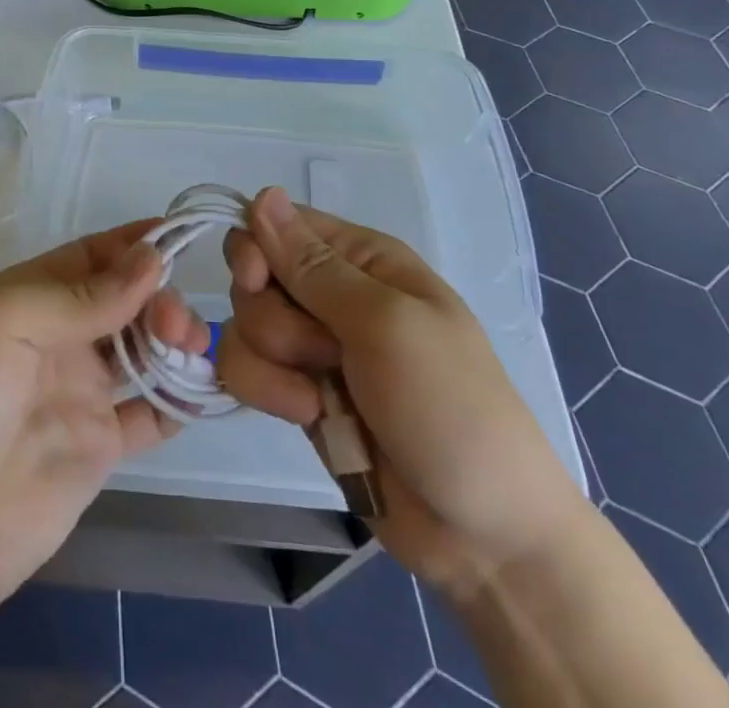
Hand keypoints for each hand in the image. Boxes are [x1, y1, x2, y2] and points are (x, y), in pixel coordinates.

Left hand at [0, 221, 203, 618]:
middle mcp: (60, 336)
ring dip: (174, 338)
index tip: (183, 236)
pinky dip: (180, 398)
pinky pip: (152, 413)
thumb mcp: (2, 325)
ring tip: (191, 349)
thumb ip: (79, 295)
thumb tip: (152, 259)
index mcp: (32, 297)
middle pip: (126, 299)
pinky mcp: (100, 446)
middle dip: (158, 296)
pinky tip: (202, 389)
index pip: (94, 255)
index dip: (135, 243)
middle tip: (176, 322)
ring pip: (143, 348)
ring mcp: (81, 391)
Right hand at [213, 187, 588, 595]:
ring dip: (272, 364)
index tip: (257, 282)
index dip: (255, 248)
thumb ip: (314, 266)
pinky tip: (307, 416)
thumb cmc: (449, 408)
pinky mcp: (297, 391)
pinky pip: (247, 370)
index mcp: (362, 259)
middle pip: (253, 277)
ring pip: (245, 325)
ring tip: (319, 398)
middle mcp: (331, 293)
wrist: (483, 535)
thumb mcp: (385, 325)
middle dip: (273, 319)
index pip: (278, 224)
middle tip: (323, 352)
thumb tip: (262, 194)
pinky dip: (268, 392)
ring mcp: (313, 345)